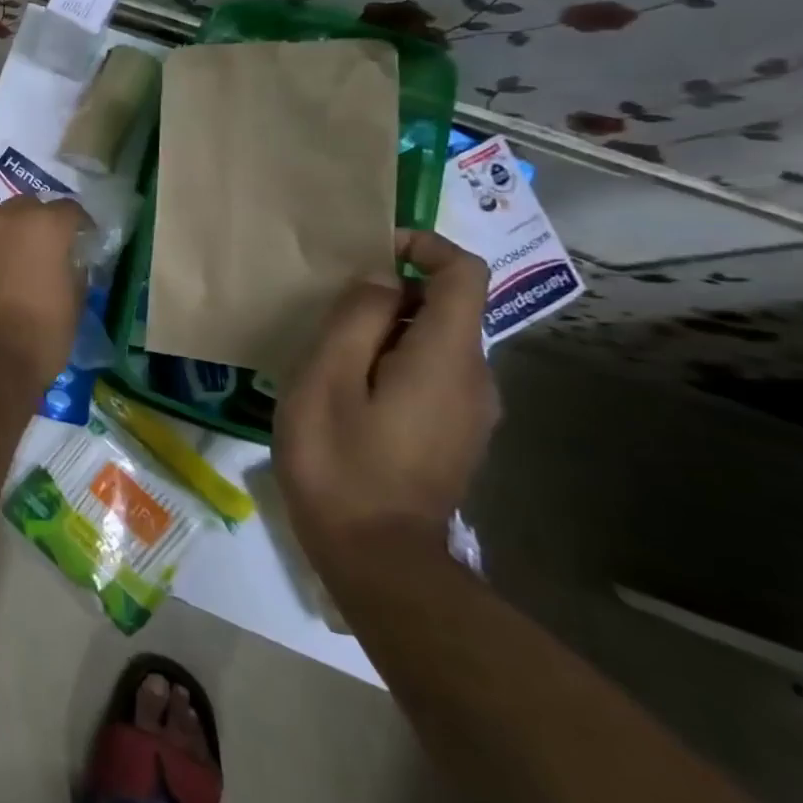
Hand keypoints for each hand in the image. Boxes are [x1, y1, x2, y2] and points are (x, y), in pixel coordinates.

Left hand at [0, 196, 86, 393]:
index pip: (68, 209)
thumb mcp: (74, 304)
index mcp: (44, 226)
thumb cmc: (39, 338)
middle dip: (33, 223)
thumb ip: (71, 270)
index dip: (76, 225)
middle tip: (36, 250)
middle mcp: (3, 217)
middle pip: (23, 206)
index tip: (80, 239)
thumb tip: (65, 261)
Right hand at [273, 229, 497, 581]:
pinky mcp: (457, 434)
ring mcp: (472, 411)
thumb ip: (357, 318)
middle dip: (392, 293)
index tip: (371, 251)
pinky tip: (351, 392)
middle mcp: (476, 378)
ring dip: (388, 330)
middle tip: (330, 312)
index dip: (423, 245)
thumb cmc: (339, 460)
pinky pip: (433, 374)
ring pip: (437, 342)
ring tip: (332, 353)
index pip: (464, 272)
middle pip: (448, 306)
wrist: (376, 557)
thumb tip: (382, 280)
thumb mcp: (326, 377)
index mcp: (448, 356)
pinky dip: (396, 361)